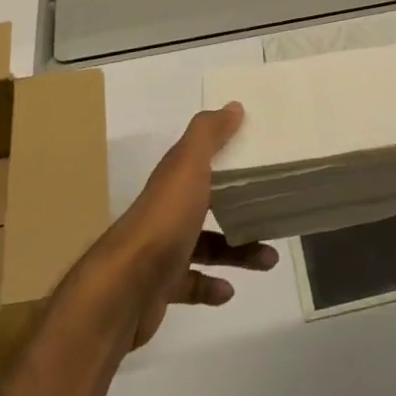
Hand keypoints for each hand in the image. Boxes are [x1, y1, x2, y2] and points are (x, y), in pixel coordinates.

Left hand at [92, 102, 278, 348]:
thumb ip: (209, 134)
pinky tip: (229, 290)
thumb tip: (233, 106)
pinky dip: (211, 285)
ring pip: (206, 246)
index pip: (200, 160)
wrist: (124, 289)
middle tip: (271, 212)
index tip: (258, 154)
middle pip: (207, 203)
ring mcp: (162, 250)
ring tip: (269, 259)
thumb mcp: (189, 166)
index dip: (226, 154)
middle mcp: (167, 211)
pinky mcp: (161, 287)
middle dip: (239, 208)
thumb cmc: (164, 220)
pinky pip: (192, 283)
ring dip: (237, 252)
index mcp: (174, 180)